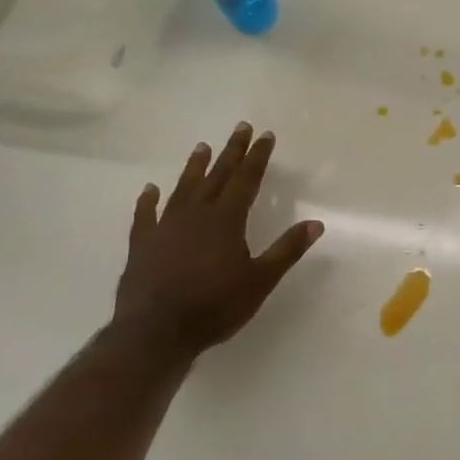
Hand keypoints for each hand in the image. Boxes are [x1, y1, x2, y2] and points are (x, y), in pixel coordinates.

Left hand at [110, 123, 323, 362]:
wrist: (156, 332)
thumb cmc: (215, 306)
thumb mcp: (260, 280)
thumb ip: (286, 249)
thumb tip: (316, 223)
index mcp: (226, 220)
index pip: (246, 179)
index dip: (257, 157)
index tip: (265, 135)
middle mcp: (196, 214)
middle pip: (217, 176)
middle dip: (231, 152)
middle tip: (240, 127)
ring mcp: (165, 227)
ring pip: (183, 188)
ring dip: (195, 167)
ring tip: (202, 147)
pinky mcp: (142, 245)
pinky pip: (145, 216)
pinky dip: (148, 201)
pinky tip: (150, 190)